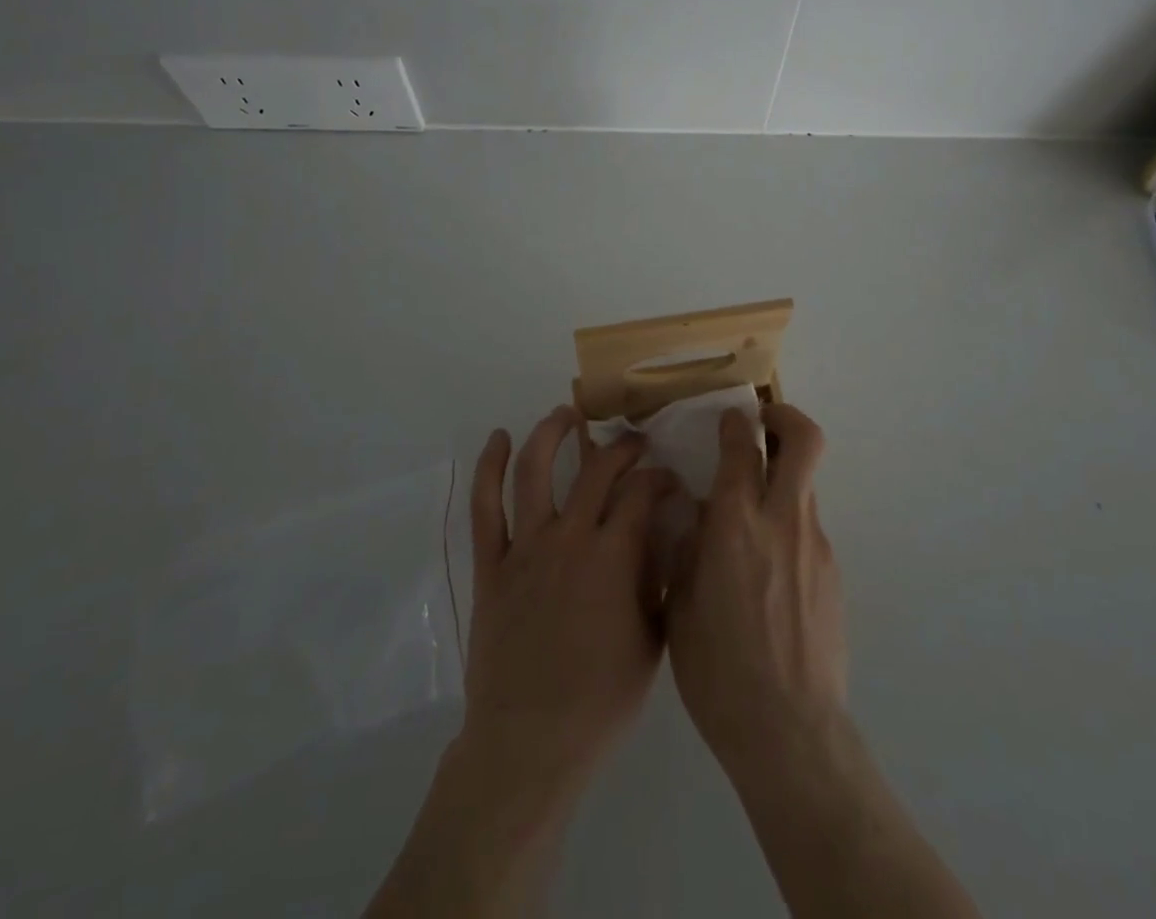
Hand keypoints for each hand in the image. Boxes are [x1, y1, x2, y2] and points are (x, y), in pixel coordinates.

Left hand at [460, 406, 676, 802]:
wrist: (529, 742)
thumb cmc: (600, 700)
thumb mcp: (651, 641)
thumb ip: (659, 581)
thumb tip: (667, 535)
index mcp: (612, 558)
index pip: (642, 493)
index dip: (659, 477)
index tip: (670, 478)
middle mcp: (569, 539)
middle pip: (597, 471)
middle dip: (622, 448)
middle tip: (634, 443)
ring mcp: (525, 548)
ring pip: (536, 472)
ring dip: (551, 433)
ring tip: (565, 413)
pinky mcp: (491, 564)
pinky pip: (486, 507)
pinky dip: (490, 468)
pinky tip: (499, 439)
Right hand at [665, 403, 845, 784]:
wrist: (789, 731)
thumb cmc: (717, 669)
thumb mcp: (679, 603)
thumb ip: (687, 548)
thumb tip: (695, 514)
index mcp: (736, 525)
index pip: (743, 448)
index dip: (735, 424)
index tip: (729, 419)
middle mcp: (783, 521)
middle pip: (804, 441)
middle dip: (786, 417)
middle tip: (765, 422)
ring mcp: (816, 546)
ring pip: (806, 485)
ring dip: (784, 477)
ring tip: (753, 512)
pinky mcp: (833, 573)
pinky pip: (808, 529)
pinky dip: (788, 526)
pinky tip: (767, 572)